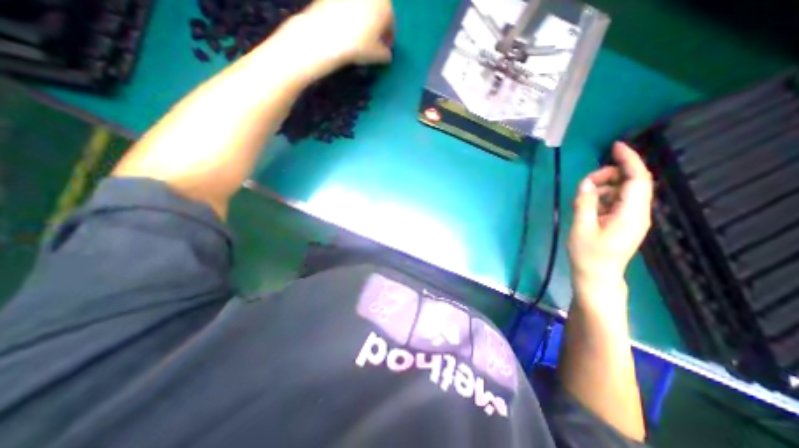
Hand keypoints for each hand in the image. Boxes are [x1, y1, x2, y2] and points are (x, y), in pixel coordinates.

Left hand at [293, 0, 394, 67]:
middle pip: (377, 11)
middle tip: (371, 40)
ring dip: (362, 19)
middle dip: (376, 25)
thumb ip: (386, 54)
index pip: (390, 23)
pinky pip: (346, 6)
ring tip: (357, 35)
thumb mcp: (378, 57)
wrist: (328, 34)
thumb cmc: (359, 46)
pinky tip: (345, 28)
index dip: (388, 37)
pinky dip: (348, 14)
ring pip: (361, 7)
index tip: (384, 48)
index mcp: (386, 7)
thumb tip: (386, 53)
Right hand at [564, 143, 650, 295]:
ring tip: (583, 195)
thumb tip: (587, 183)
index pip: (638, 179)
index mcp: (631, 213)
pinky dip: (602, 197)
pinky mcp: (623, 222)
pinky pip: (616, 201)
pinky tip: (587, 204)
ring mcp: (631, 218)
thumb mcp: (581, 227)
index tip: (614, 146)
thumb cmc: (588, 254)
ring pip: (622, 191)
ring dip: (603, 187)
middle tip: (585, 182)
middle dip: (609, 175)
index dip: (629, 160)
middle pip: (631, 182)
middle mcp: (637, 212)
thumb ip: (584, 202)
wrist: (596, 276)